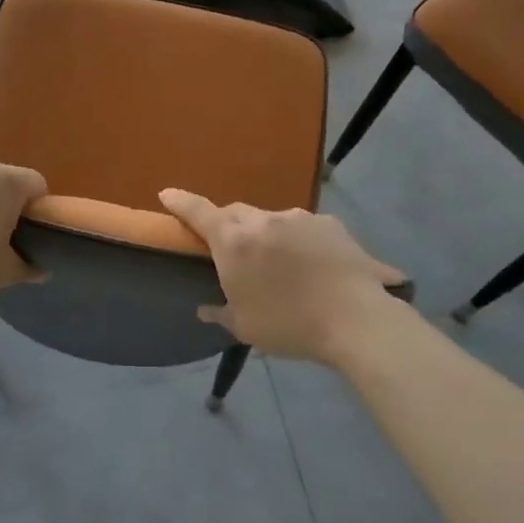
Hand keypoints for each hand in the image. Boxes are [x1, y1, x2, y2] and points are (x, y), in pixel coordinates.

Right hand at [159, 190, 406, 363]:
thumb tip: (205, 309)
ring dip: (266, 234)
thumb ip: (221, 313)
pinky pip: (305, 228)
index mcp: (234, 241)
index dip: (180, 202)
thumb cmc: (290, 324)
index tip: (167, 194)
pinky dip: (300, 241)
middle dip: (226, 224)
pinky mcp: (331, 224)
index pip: (198, 212)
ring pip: (271, 219)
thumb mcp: (246, 327)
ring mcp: (300, 218)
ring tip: (279, 263)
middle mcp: (263, 220)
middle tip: (228, 246)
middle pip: (235, 212)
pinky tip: (314, 265)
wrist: (356, 319)